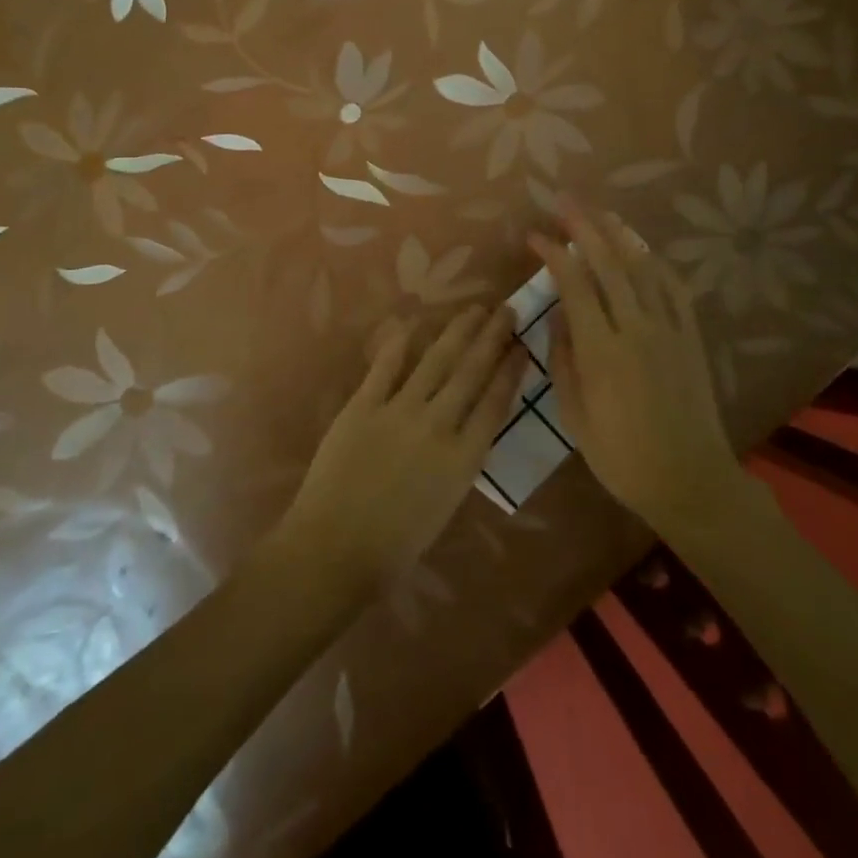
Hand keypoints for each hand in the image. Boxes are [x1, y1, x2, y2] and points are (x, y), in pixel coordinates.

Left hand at [278, 306, 523, 592]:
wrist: (336, 548)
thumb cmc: (396, 544)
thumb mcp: (446, 504)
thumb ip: (460, 460)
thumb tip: (467, 427)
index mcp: (463, 458)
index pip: (495, 402)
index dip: (510, 371)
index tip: (522, 346)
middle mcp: (438, 425)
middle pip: (471, 372)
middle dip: (492, 338)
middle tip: (506, 310)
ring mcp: (399, 411)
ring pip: (436, 360)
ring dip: (458, 331)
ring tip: (474, 309)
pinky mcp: (363, 405)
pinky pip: (386, 366)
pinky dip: (401, 342)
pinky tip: (414, 321)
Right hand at [528, 203, 737, 530]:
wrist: (689, 480)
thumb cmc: (621, 457)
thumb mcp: (575, 416)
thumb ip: (564, 360)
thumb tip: (557, 314)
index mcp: (602, 350)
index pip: (574, 284)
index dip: (553, 254)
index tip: (534, 236)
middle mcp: (636, 329)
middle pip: (609, 264)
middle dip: (584, 227)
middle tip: (564, 201)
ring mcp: (669, 330)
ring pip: (643, 269)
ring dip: (620, 236)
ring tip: (601, 213)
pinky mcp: (692, 338)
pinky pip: (675, 290)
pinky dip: (657, 264)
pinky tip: (643, 250)